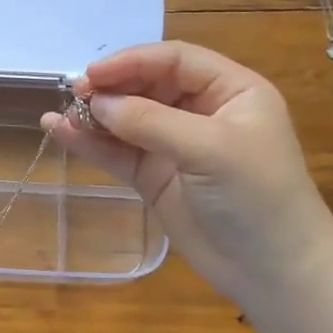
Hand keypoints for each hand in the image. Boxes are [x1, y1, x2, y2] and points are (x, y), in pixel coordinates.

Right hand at [44, 42, 332, 305]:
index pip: (174, 61)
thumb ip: (150, 122)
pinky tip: (60, 132)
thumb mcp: (210, 149)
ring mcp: (175, 146)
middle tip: (74, 95)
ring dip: (94, 116)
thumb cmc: (256, 197)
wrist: (274, 272)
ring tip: (58, 115)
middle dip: (111, 89)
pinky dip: (90, 143)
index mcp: (231, 91)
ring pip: (127, 119)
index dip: (132, 61)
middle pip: (147, 86)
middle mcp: (201, 111)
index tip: (92, 75)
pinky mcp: (155, 177)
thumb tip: (96, 103)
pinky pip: (118, 152)